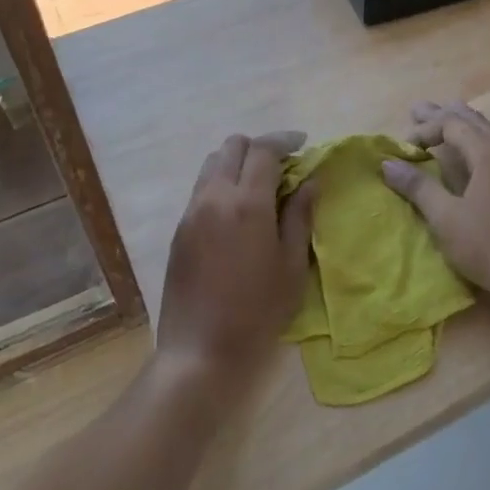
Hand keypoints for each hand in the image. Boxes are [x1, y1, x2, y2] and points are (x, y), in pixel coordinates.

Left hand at [157, 131, 315, 403]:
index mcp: (247, 203)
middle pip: (232, 146)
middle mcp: (214, 197)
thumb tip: (310, 181)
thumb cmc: (257, 312)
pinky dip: (222, 183)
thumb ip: (300, 216)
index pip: (263, 149)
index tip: (303, 144)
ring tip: (260, 187)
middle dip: (260, 147)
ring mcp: (191, 212)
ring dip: (238, 163)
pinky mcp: (179, 229)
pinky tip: (238, 210)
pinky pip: (202, 188)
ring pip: (212, 164)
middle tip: (283, 167)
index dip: (285, 140)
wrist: (200, 349)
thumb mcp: (291, 266)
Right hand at [380, 102, 489, 319]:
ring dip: (474, 122)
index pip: (452, 126)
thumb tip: (388, 163)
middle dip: (445, 115)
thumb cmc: (488, 247)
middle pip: (475, 122)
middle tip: (419, 108)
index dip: (427, 129)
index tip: (406, 145)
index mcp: (488, 155)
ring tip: (457, 113)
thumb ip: (418, 187)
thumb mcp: (445, 218)